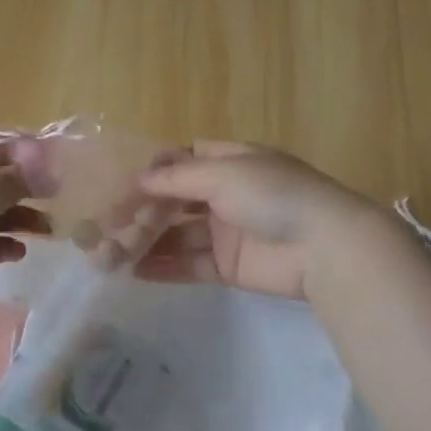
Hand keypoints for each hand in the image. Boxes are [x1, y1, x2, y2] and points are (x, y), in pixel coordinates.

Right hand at [133, 141, 380, 300]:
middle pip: (176, 200)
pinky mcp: (229, 267)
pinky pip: (189, 264)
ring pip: (178, 235)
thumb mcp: (223, 173)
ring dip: (146, 242)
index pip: (184, 160)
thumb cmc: (273, 195)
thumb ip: (177, 178)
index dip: (154, 171)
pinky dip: (164, 267)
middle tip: (106, 227)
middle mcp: (228, 194)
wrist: (324, 246)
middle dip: (142, 211)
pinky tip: (133, 271)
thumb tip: (139, 179)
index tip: (121, 184)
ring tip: (110, 254)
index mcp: (231, 162)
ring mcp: (228, 232)